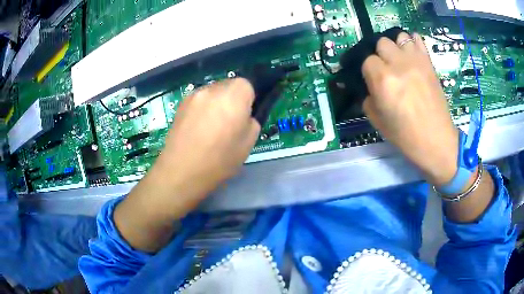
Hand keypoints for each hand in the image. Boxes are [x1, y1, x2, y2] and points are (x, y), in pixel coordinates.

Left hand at [133, 78, 259, 216]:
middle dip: (233, 99)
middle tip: (229, 123)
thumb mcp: (248, 143)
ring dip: (216, 103)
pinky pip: (199, 100)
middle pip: (229, 85)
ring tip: (211, 127)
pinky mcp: (180, 104)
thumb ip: (251, 121)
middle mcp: (212, 89)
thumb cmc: (219, 160)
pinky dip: (203, 109)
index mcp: (233, 96)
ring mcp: (193, 95)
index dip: (248, 100)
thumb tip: (244, 115)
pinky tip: (197, 128)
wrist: (181, 171)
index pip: (247, 85)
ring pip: (213, 93)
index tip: (244, 117)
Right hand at [362, 33, 458, 186]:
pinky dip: (412, 42)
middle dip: (381, 55)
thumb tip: (369, 87)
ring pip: (399, 37)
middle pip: (381, 43)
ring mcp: (416, 60)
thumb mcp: (377, 121)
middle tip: (386, 70)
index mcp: (382, 79)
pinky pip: (418, 39)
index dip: (368, 71)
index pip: (366, 60)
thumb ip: (368, 98)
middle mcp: (398, 64)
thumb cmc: (406, 136)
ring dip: (396, 46)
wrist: (436, 140)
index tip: (372, 81)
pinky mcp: (429, 62)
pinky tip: (411, 53)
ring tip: (399, 60)